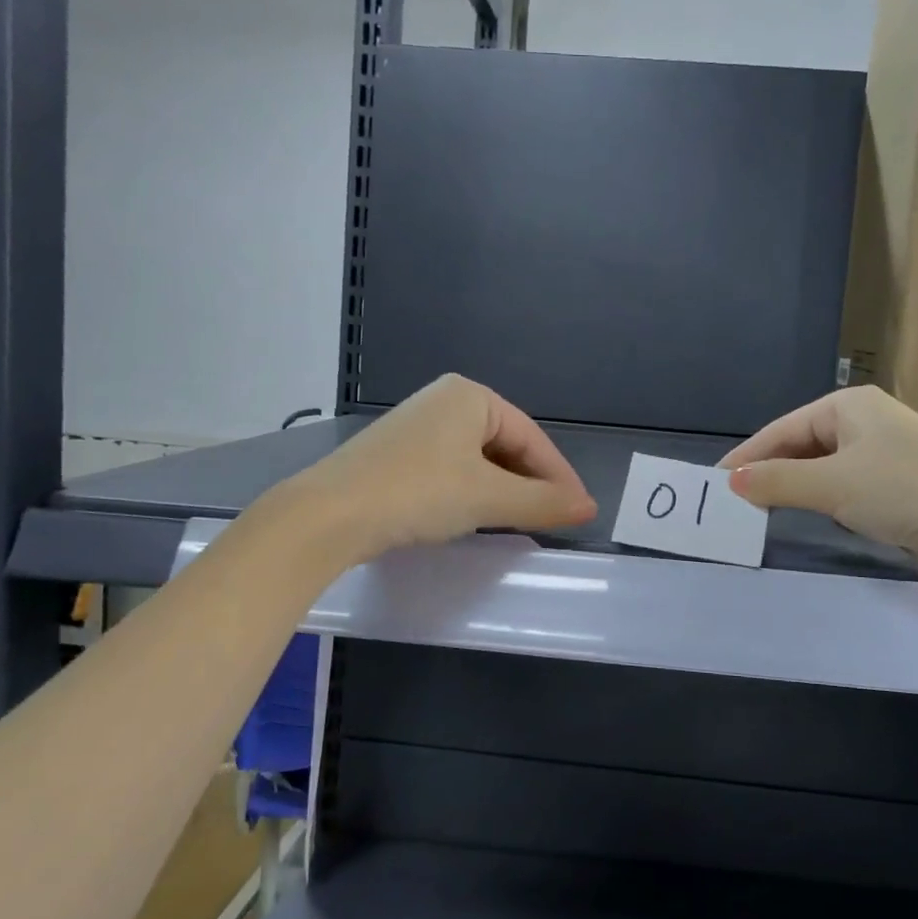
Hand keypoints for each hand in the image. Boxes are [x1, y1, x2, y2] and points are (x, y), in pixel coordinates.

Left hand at [291, 375, 595, 560]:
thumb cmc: (418, 493)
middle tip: (551, 520)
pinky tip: (475, 516)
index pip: (532, 438)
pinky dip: (472, 492)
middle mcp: (445, 401)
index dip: (559, 476)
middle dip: (530, 484)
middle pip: (506, 445)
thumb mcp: (488, 498)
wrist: (328, 515)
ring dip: (503, 491)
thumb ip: (543, 502)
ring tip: (519, 522)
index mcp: (471, 396)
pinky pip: (452, 469)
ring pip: (479, 460)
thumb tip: (589, 508)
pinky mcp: (397, 455)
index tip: (579, 511)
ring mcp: (417, 426)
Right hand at [720, 386, 917, 584]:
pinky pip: (847, 487)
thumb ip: (776, 481)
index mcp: (849, 406)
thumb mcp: (832, 484)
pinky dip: (825, 500)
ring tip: (761, 511)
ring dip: (797, 488)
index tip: (715, 482)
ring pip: (824, 468)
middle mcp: (866, 423)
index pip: (782, 429)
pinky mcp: (901, 485)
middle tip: (734, 502)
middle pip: (802, 445)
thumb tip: (731, 481)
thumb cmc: (905, 490)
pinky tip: (813, 517)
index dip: (747, 456)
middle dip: (770, 472)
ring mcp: (886, 454)